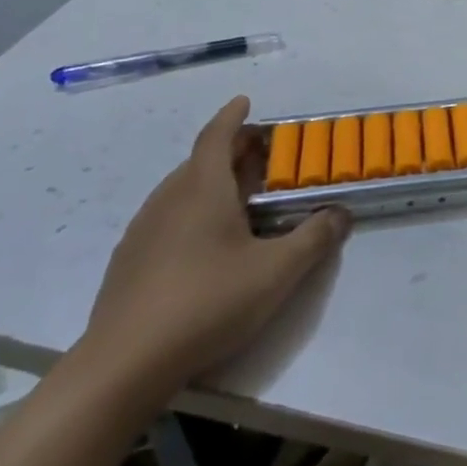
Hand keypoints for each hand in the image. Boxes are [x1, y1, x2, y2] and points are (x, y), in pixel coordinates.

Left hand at [80, 97, 348, 400]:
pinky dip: (193, 210)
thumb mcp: (277, 271)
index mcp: (202, 190)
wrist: (124, 364)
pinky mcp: (130, 262)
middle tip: (261, 156)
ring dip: (211, 181)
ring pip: (181, 190)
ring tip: (240, 197)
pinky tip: (207, 243)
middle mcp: (169, 200)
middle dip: (231, 151)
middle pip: (200, 161)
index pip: (216, 137)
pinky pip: (168, 217)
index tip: (245, 101)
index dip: (232, 117)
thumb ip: (315, 237)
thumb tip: (341, 213)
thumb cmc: (208, 303)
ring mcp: (143, 231)